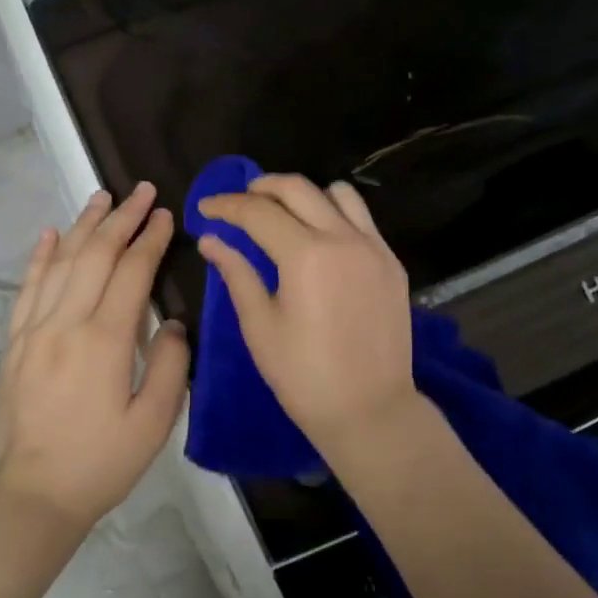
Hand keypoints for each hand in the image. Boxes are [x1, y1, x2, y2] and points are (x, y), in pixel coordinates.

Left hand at [0, 183, 189, 531]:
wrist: (34, 495)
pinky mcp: (15, 343)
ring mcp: (34, 330)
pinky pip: (27, 288)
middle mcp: (65, 323)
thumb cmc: (102, 462)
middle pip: (95, 256)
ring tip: (102, 197)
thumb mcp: (154, 422)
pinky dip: (40, 257)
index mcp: (104, 341)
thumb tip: (170, 322)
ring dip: (84, 226)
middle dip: (121, 219)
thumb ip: (170, 364)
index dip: (150, 240)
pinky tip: (50, 234)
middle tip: (141, 190)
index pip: (131, 273)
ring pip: (60, 263)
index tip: (166, 214)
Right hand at [196, 175, 417, 448]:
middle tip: (239, 202)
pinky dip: (335, 213)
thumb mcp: (260, 326)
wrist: (370, 409)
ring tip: (282, 213)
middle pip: (298, 189)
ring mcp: (374, 248)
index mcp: (306, 255)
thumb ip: (237, 274)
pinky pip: (362, 219)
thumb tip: (211, 240)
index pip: (258, 212)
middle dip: (262, 187)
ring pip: (338, 194)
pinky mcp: (392, 263)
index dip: (227, 205)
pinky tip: (319, 237)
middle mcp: (343, 238)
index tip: (205, 209)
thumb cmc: (304, 376)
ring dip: (304, 194)